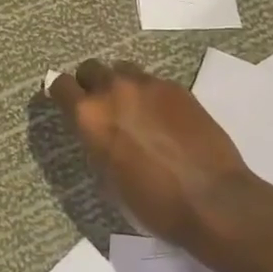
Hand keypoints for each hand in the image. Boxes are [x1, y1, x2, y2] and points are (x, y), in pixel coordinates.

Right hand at [49, 60, 258, 246]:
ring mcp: (148, 85)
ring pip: (123, 70)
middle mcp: (114, 90)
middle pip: (91, 68)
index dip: (60, 94)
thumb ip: (96, 146)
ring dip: (121, 85)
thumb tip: (98, 135)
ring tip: (134, 109)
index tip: (66, 104)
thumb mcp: (108, 181)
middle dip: (91, 84)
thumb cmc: (152, 203)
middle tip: (102, 107)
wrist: (211, 200)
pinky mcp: (177, 88)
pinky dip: (151, 95)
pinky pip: (153, 82)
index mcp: (89, 115)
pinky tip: (164, 118)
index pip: (60, 85)